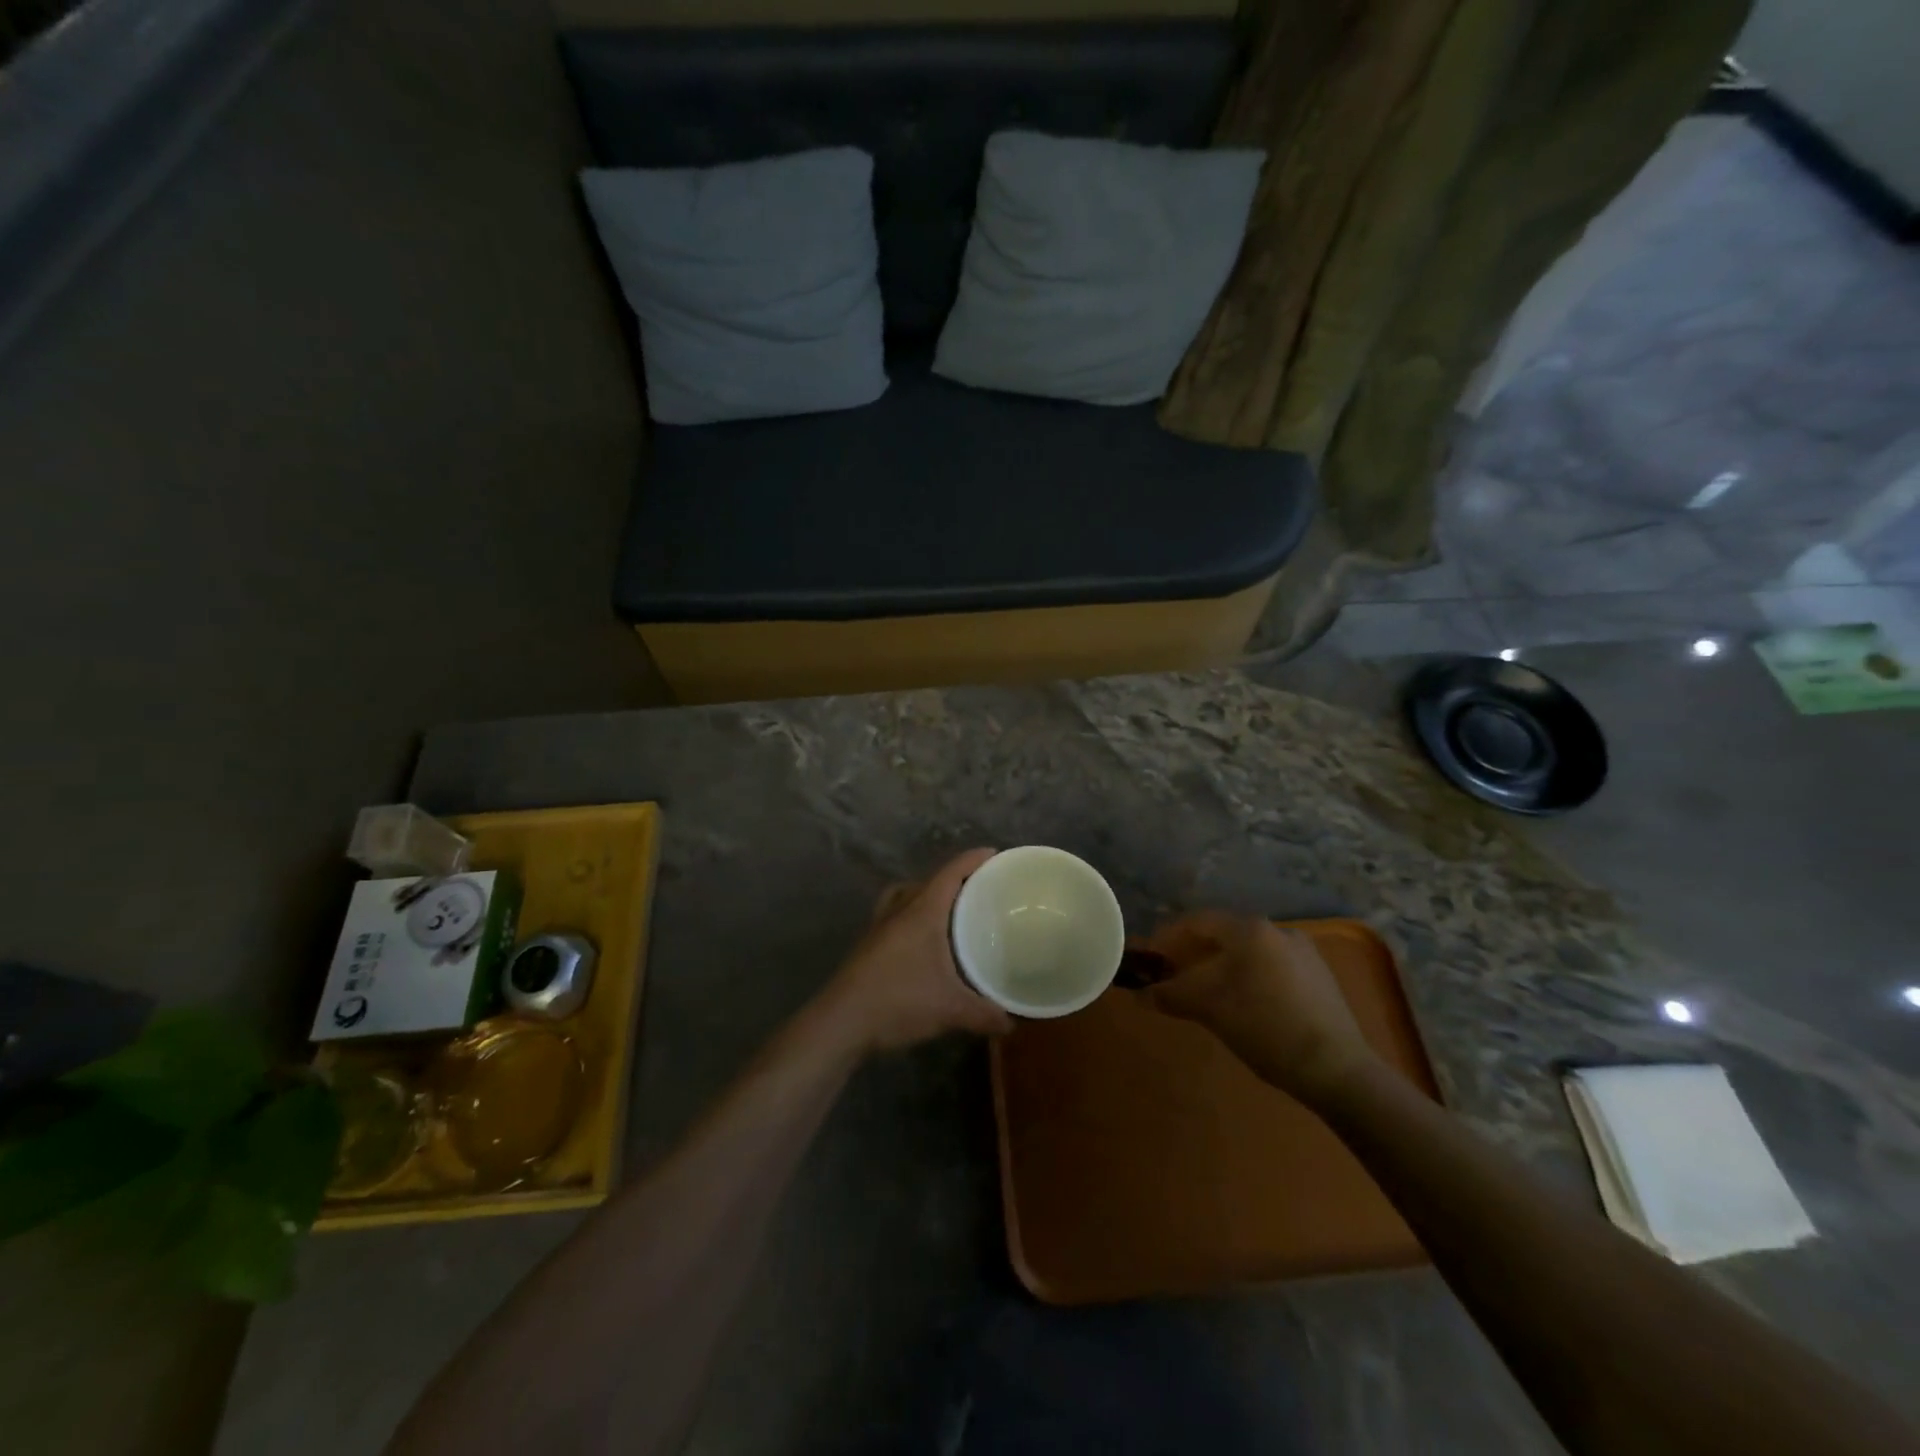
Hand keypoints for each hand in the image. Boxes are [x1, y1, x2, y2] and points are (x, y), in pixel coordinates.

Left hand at [818, 848, 1013, 1052]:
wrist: (841, 1022)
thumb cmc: (898, 1001)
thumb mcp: (950, 1009)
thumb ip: (984, 1014)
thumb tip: (1011, 1023)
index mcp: (922, 911)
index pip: (950, 873)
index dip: (973, 860)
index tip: (993, 853)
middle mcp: (899, 910)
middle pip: (928, 881)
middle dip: (953, 879)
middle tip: (979, 889)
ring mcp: (879, 926)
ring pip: (905, 896)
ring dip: (926, 895)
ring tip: (948, 911)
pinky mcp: (867, 945)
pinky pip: (894, 915)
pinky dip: (910, 916)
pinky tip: (921, 942)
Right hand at [1139, 912, 1380, 1104]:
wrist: (1337, 1069)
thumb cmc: (1265, 1028)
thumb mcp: (1210, 1009)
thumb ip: (1170, 995)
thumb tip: (1139, 994)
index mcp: (1250, 929)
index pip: (1197, 921)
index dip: (1167, 937)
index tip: (1150, 957)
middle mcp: (1277, 930)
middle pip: (1223, 934)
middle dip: (1194, 953)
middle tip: (1173, 975)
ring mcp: (1303, 951)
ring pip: (1248, 951)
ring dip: (1221, 965)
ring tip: (1206, 992)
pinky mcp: (1319, 976)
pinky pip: (1271, 965)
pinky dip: (1248, 976)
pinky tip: (1244, 1002)